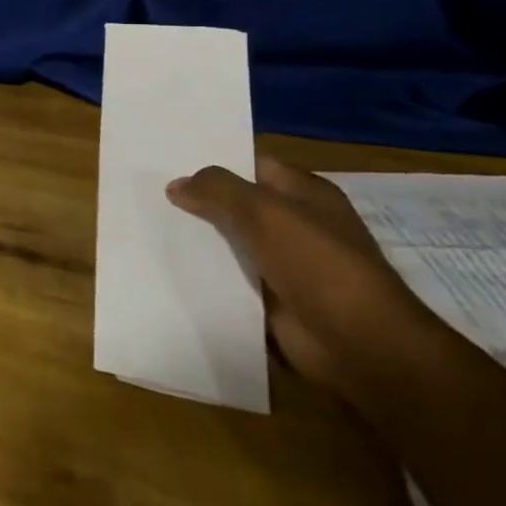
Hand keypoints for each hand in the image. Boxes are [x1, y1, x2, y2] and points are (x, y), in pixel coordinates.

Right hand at [166, 155, 442, 395]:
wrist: (358, 344)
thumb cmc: (318, 264)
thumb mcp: (264, 212)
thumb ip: (217, 190)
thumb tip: (175, 185)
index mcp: (304, 194)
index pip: (251, 165)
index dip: (213, 161)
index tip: (167, 161)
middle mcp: (295, 224)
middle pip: (236, 204)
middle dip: (198, 201)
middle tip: (148, 193)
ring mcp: (284, 263)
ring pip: (229, 242)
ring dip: (197, 240)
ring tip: (148, 226)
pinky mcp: (271, 298)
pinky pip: (229, 278)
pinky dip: (205, 275)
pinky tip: (167, 266)